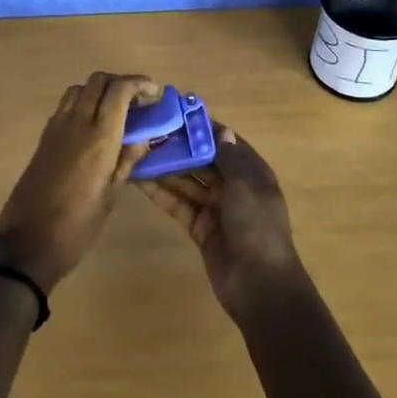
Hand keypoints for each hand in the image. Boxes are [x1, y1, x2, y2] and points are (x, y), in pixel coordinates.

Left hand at [0, 72, 159, 292]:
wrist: (28, 242)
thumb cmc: (77, 226)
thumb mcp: (110, 195)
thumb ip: (127, 160)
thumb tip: (145, 136)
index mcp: (99, 136)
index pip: (119, 89)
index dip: (138, 83)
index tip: (153, 93)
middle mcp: (77, 122)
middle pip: (98, 80)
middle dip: (120, 82)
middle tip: (137, 102)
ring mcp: (56, 127)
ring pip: (79, 89)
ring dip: (99, 90)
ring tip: (115, 112)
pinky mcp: (43, 137)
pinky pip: (65, 106)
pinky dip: (82, 103)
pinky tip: (92, 127)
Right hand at [138, 124, 306, 319]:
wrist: (260, 285)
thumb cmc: (257, 227)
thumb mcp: (246, 186)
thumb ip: (229, 157)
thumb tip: (220, 129)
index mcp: (251, 172)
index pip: (224, 142)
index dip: (202, 128)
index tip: (175, 112)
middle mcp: (233, 186)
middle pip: (201, 161)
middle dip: (177, 147)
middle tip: (147, 130)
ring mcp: (215, 208)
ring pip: (186, 181)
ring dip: (165, 168)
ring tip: (136, 151)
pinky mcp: (199, 227)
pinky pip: (178, 204)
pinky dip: (161, 193)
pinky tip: (139, 180)